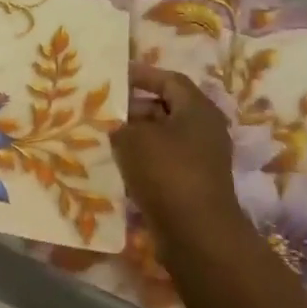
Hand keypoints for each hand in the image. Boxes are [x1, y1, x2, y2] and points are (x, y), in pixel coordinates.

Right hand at [111, 65, 248, 266]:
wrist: (195, 232)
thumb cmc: (166, 172)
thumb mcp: (133, 139)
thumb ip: (120, 123)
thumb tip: (115, 123)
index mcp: (197, 109)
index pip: (169, 79)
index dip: (141, 74)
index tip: (113, 75)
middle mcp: (204, 129)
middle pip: (166, 107)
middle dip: (133, 106)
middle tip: (102, 108)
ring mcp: (200, 158)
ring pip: (163, 136)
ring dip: (135, 134)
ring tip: (103, 135)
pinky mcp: (191, 183)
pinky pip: (163, 160)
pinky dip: (142, 158)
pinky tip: (117, 164)